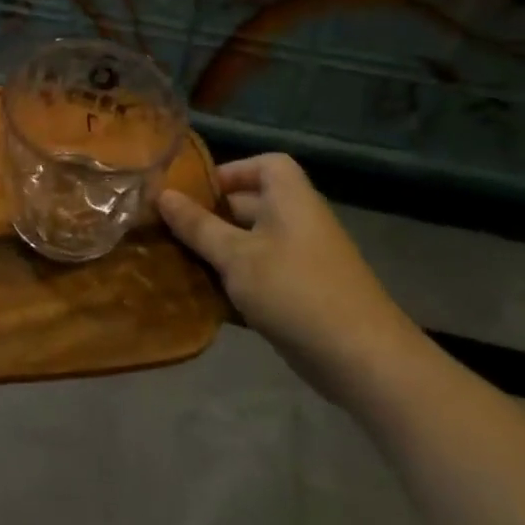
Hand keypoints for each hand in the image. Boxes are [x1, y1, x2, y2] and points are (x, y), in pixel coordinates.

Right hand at [159, 153, 421, 398]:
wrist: (362, 360)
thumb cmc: (295, 291)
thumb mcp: (236, 256)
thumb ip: (197, 226)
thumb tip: (162, 194)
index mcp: (290, 200)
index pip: (266, 165)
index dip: (232, 171)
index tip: (195, 191)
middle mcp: (298, 223)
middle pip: (252, 205)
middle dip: (211, 215)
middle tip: (169, 229)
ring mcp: (302, 261)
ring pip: (251, 244)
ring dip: (217, 252)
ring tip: (176, 262)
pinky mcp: (300, 295)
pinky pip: (259, 275)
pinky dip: (233, 282)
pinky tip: (202, 298)